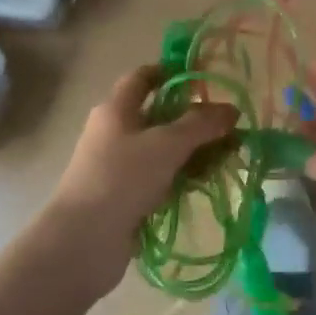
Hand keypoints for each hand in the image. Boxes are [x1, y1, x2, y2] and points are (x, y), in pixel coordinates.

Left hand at [43, 64, 237, 297]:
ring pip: (162, 149)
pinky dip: (182, 176)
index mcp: (116, 109)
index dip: (171, 72)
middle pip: (159, 115)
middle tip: (230, 125)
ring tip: (229, 156)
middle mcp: (115, 133)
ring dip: (193, 151)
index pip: (143, 77)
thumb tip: (232, 109)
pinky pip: (160, 178)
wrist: (83, 242)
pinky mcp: (126, 197)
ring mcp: (119, 167)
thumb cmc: (122, 179)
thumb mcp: (166, 144)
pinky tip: (207, 182)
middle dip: (194, 118)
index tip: (204, 76)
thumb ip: (201, 124)